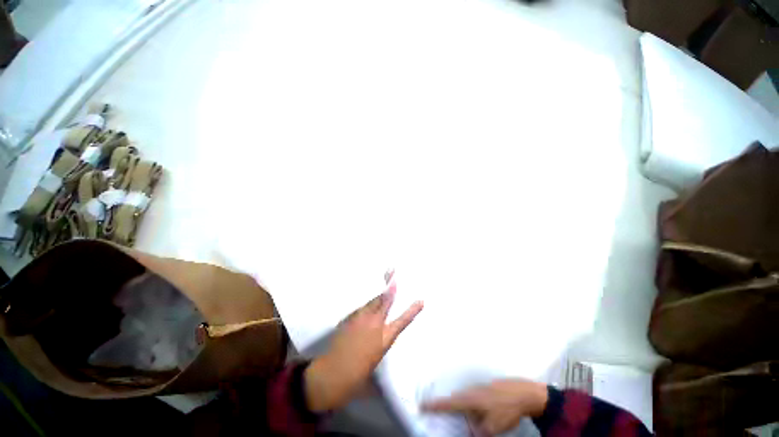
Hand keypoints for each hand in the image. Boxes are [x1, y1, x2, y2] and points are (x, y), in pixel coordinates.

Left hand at [305, 272, 423, 411]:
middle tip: (392, 271)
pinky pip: (360, 308)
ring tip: (381, 284)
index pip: (402, 321)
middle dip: (390, 287)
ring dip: (377, 295)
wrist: (333, 373)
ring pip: (371, 302)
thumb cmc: (357, 374)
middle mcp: (374, 324)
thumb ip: (379, 347)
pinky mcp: (349, 318)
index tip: (420, 301)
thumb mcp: (374, 361)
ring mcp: (360, 319)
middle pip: (384, 302)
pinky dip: (365, 305)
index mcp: (384, 338)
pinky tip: (364, 306)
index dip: (412, 311)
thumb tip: (381, 351)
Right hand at [422, 379, 548, 435]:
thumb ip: (477, 431)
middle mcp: (471, 390)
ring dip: (463, 406)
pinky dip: (472, 403)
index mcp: (469, 400)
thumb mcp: (492, 428)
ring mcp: (478, 386)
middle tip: (441, 410)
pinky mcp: (485, 386)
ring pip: (465, 398)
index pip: (448, 404)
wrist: (523, 392)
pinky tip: (481, 408)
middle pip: (455, 400)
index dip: (434, 405)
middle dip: (448, 406)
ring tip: (466, 413)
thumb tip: (469, 430)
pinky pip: (474, 395)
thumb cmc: (506, 409)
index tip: (422, 405)